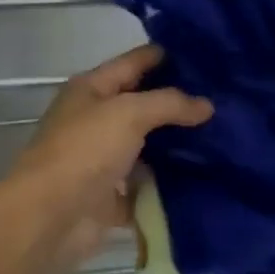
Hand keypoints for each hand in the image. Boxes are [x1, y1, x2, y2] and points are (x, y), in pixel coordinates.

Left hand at [4, 45, 211, 273]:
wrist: (50, 217)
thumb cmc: (84, 150)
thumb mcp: (127, 113)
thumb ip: (167, 103)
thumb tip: (207, 104)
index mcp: (91, 88)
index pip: (134, 62)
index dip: (166, 56)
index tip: (207, 56)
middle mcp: (96, 118)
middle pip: (143, 104)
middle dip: (179, 104)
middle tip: (225, 101)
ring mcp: (103, 159)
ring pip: (148, 146)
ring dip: (178, 146)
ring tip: (224, 139)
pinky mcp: (111, 197)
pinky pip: (147, 186)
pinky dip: (169, 187)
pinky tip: (206, 181)